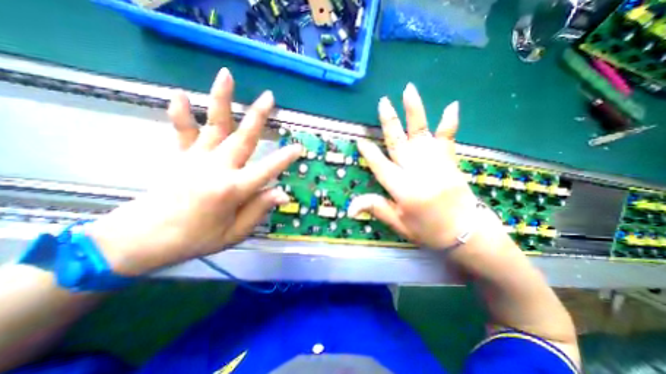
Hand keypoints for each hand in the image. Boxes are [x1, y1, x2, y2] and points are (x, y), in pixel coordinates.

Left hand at [86, 68, 300, 275]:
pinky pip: (183, 132)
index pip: (267, 170)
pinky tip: (181, 95)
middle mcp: (217, 168)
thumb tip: (282, 194)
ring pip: (214, 126)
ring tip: (227, 76)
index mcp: (232, 189)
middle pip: (243, 138)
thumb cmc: (195, 239)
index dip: (285, 158)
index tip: (299, 147)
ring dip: (221, 100)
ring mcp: (196, 159)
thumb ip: (258, 210)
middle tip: (270, 97)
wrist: (142, 239)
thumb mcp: (234, 232)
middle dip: (258, 117)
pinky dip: (182, 114)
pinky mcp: (181, 157)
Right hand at [346, 83, 482, 248]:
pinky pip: (448, 140)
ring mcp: (437, 165)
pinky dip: (449, 123)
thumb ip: (376, 209)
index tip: (360, 140)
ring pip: (421, 135)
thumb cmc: (428, 231)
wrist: (466, 233)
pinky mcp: (450, 163)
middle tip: (382, 103)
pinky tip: (451, 105)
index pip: (381, 167)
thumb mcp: (399, 224)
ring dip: (414, 112)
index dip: (369, 153)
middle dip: (389, 123)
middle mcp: (419, 173)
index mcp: (404, 190)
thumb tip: (349, 208)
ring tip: (408, 90)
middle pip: (399, 144)